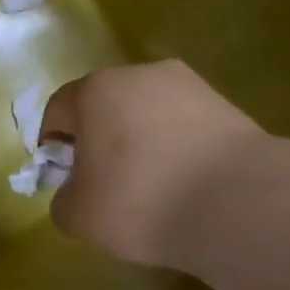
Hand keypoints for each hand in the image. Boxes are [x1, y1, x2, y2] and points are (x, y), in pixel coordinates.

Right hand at [39, 61, 265, 268]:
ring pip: (147, 114)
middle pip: (105, 106)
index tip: (61, 176)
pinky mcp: (226, 106)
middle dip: (98, 140)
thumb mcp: (78, 216)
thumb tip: (76, 192)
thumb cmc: (139, 201)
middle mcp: (141, 74)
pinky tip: (182, 184)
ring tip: (148, 187)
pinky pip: (183, 127)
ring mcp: (190, 86)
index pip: (59, 109)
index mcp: (96, 89)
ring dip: (138, 143)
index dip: (53, 143)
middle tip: (102, 183)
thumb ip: (62, 200)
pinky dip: (174, 149)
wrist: (236, 203)